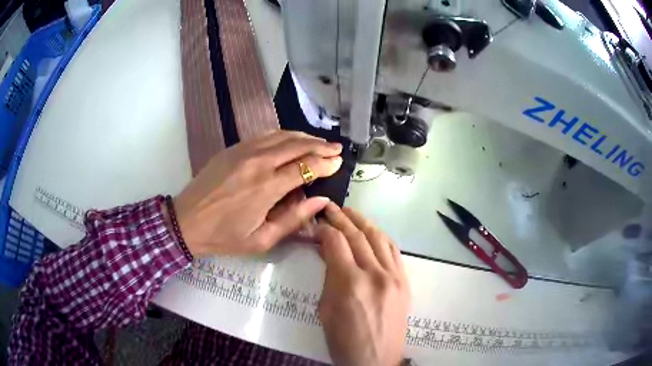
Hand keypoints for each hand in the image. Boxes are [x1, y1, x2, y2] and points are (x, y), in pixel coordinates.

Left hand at [173, 131, 342, 256]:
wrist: (186, 221)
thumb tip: (321, 201)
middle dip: (321, 145)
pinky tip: (291, 140)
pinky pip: (264, 136)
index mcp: (266, 187)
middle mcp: (258, 162)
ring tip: (319, 142)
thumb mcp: (262, 240)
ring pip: (282, 136)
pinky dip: (283, 135)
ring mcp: (243, 151)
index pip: (305, 167)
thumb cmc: (224, 236)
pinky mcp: (233, 148)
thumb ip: (294, 219)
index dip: (326, 163)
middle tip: (336, 148)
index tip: (339, 162)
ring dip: (304, 137)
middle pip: (297, 145)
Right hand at [316, 203, 409, 365]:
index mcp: (350, 283)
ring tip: (350, 212)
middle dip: (341, 218)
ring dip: (362, 222)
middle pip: (357, 235)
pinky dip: (381, 237)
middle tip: (330, 207)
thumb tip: (327, 250)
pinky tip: (372, 231)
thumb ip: (328, 276)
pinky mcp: (405, 282)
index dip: (323, 229)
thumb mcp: (325, 309)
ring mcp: (394, 276)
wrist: (376, 360)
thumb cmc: (343, 340)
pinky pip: (394, 251)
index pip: (335, 242)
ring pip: (379, 237)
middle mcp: (375, 274)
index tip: (315, 225)